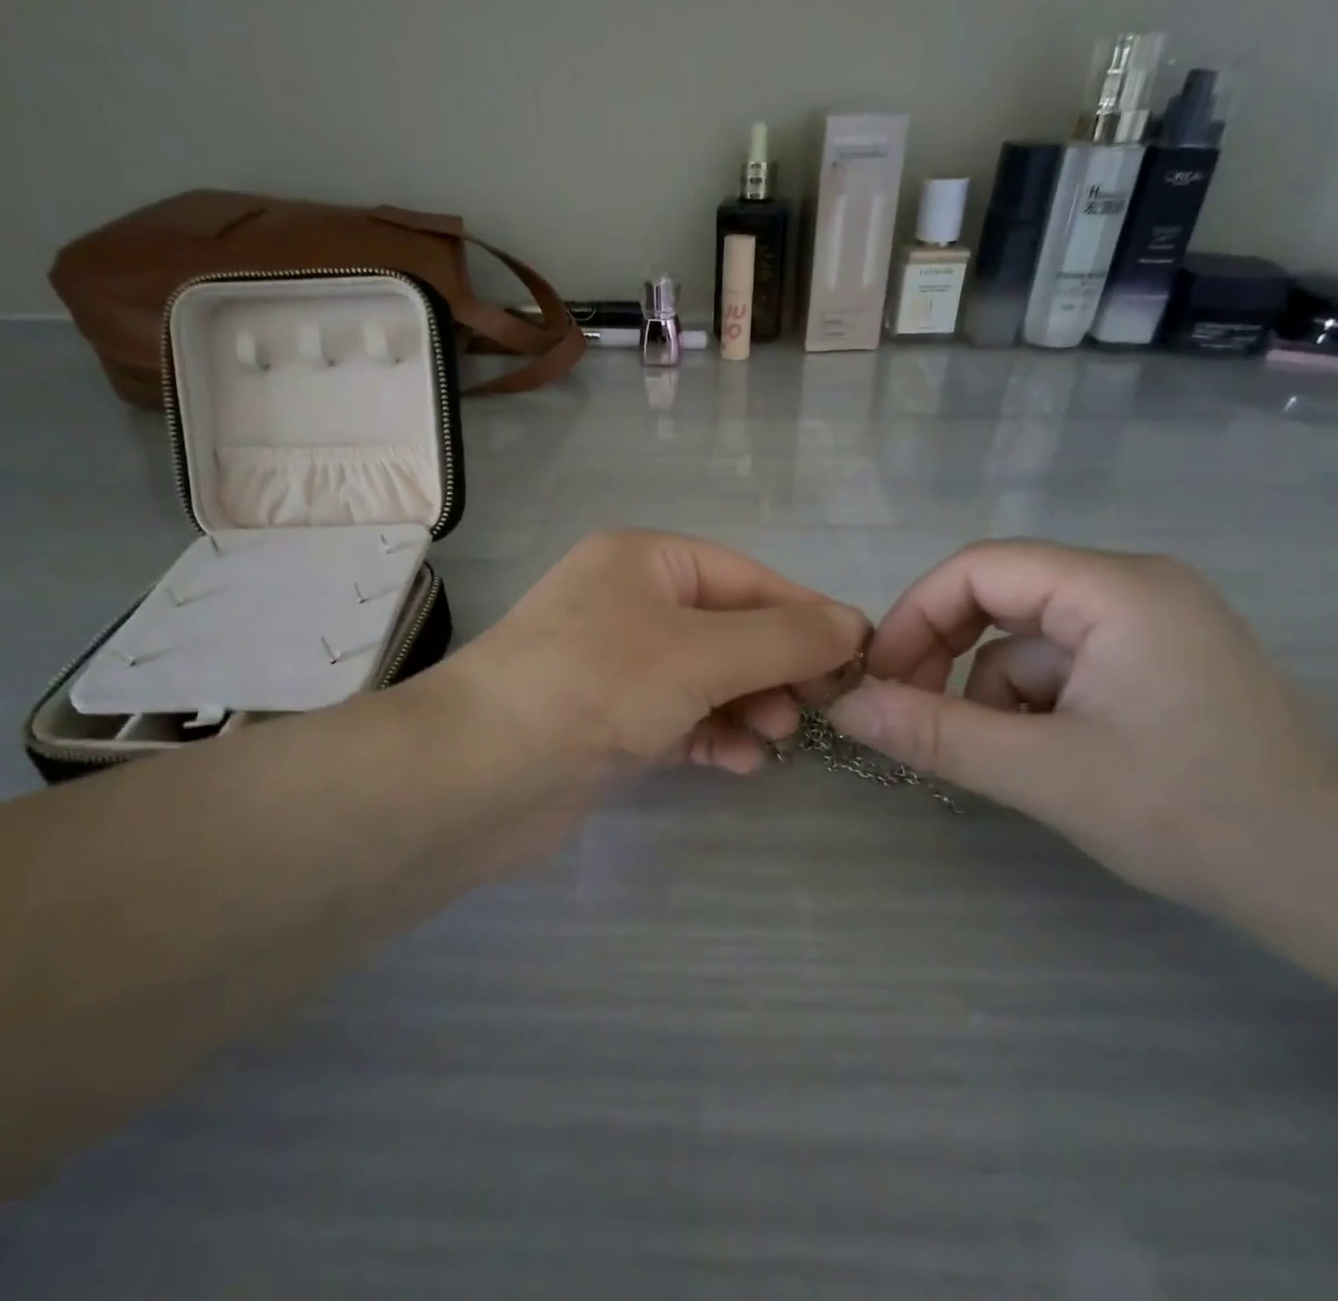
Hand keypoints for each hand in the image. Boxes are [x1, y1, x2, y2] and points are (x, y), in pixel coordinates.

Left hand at [440, 528, 869, 793]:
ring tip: (777, 738)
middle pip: (729, 629)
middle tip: (815, 711)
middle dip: (775, 668)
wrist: (480, 774)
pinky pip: (680, 719)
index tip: (857, 657)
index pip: (746, 578)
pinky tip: (742, 763)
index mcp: (645, 562)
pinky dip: (714, 736)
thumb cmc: (596, 685)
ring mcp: (617, 664)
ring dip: (748, 705)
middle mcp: (629, 603)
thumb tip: (853, 625)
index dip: (805, 615)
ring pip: (708, 678)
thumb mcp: (700, 653)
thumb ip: (782, 639)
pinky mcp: (609, 720)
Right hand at [828, 541, 1337, 912]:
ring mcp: (1148, 625)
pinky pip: (1060, 667)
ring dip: (991, 693)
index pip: (980, 568)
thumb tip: (844, 709)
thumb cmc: (1199, 817)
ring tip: (1002, 759)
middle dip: (947, 654)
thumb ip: (936, 735)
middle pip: (1000, 596)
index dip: (915, 617)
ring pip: (1025, 640)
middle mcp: (1133, 587)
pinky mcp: (1153, 665)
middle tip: (911, 714)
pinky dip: (1030, 706)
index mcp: (1117, 589)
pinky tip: (1045, 759)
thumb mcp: (1046, 775)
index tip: (879, 680)